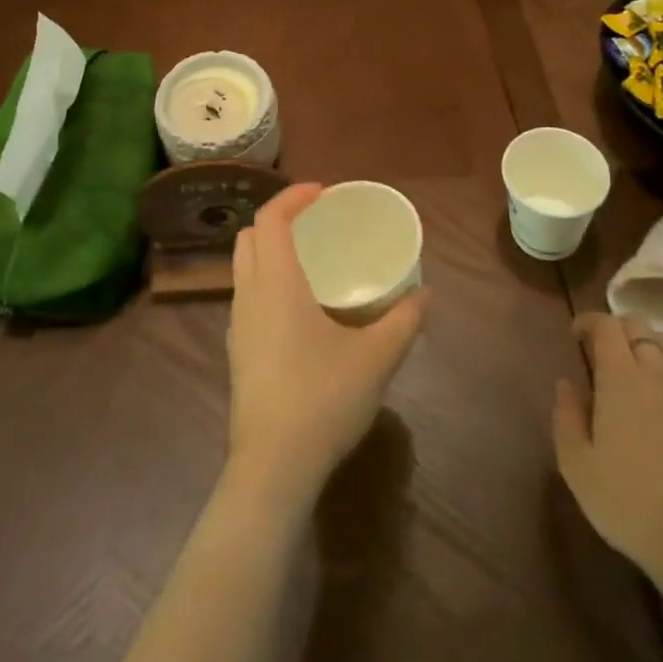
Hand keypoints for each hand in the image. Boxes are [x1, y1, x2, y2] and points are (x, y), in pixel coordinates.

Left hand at [226, 184, 426, 510]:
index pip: (270, 218)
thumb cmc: (322, 400)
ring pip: (243, 267)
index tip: (322, 192)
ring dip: (268, 250)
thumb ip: (403, 322)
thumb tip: (426, 295)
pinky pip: (246, 296)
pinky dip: (265, 280)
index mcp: (276, 283)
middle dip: (277, 218)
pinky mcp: (237, 352)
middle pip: (249, 237)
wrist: (272, 469)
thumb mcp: (375, 358)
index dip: (292, 196)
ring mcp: (237, 326)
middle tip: (314, 221)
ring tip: (308, 259)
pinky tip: (298, 307)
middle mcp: (248, 295)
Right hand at [553, 313, 662, 620]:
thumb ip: (565, 415)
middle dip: (617, 329)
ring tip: (633, 371)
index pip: (606, 324)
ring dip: (646, 345)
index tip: (575, 337)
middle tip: (601, 352)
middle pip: (639, 326)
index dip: (588, 321)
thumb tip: (566, 383)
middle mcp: (658, 372)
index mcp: (621, 376)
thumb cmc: (628, 502)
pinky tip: (662, 400)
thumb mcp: (576, 464)